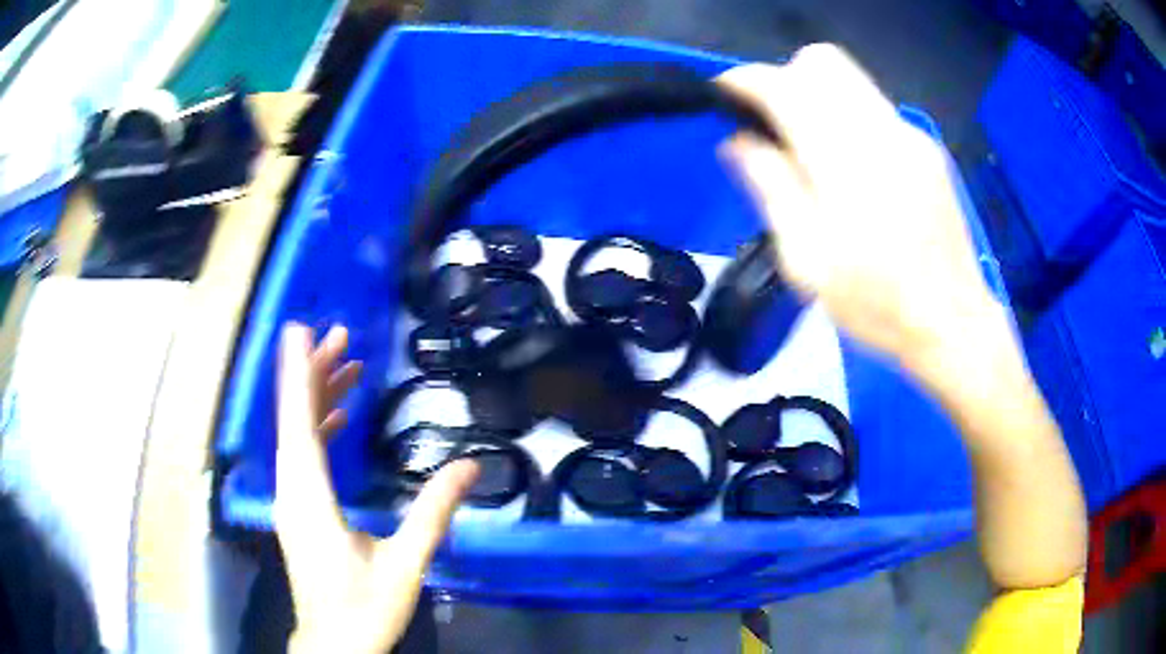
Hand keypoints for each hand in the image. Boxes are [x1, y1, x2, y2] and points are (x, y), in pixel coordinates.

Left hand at [275, 323, 478, 653]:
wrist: (334, 644)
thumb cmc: (364, 609)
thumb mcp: (406, 563)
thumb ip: (433, 512)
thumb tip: (470, 466)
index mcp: (311, 498)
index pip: (300, 423)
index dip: (300, 374)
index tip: (299, 331)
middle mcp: (292, 490)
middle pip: (294, 420)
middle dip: (313, 374)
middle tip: (339, 336)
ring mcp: (291, 500)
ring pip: (296, 435)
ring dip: (315, 397)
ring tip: (344, 364)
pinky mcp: (297, 510)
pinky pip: (302, 455)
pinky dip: (317, 428)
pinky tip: (337, 418)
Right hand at [717, 45, 1005, 368]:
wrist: (953, 323)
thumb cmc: (877, 305)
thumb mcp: (808, 260)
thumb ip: (771, 188)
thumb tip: (738, 140)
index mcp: (846, 161)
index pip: (785, 86)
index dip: (746, 82)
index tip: (725, 98)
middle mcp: (881, 131)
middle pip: (821, 62)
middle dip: (785, 79)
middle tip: (773, 125)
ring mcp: (910, 135)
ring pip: (850, 79)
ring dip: (817, 96)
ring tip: (811, 149)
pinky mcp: (926, 148)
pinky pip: (874, 108)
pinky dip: (848, 118)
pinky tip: (853, 169)